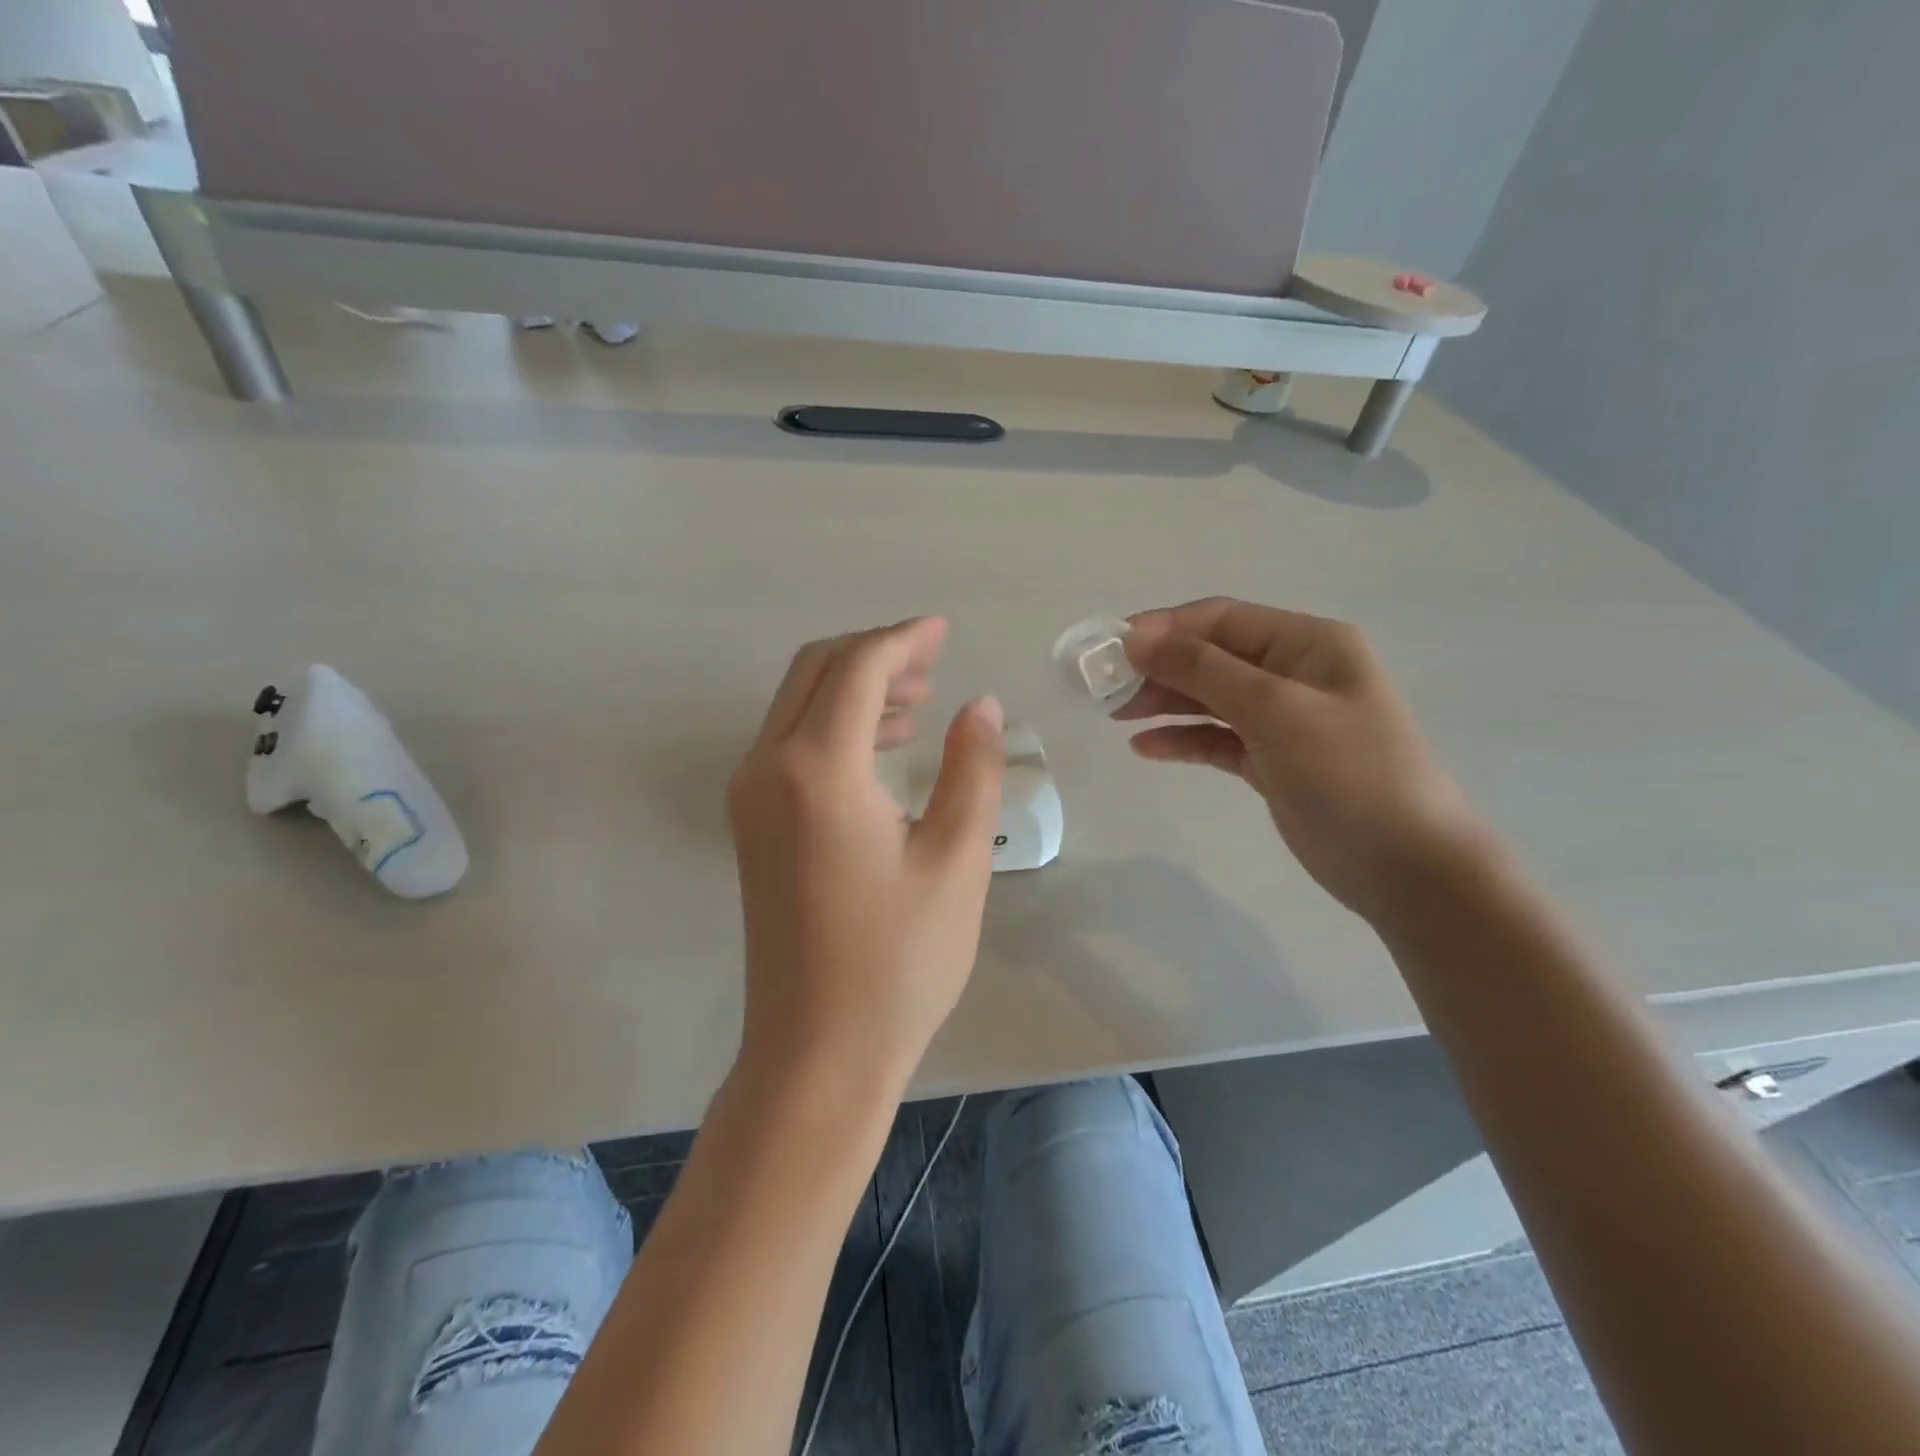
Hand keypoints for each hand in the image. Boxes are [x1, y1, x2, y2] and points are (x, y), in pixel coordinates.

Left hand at [728, 618, 1004, 1094]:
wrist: (816, 1052)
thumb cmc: (899, 962)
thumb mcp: (956, 860)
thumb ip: (971, 770)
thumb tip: (980, 705)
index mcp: (818, 769)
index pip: (858, 668)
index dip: (903, 640)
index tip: (944, 631)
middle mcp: (767, 767)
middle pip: (816, 671)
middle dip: (875, 653)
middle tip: (934, 662)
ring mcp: (749, 797)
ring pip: (797, 704)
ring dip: (854, 686)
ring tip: (918, 701)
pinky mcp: (751, 825)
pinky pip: (788, 743)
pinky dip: (834, 724)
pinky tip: (881, 747)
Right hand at [1120, 598, 1488, 922]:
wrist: (1407, 867)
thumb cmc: (1348, 773)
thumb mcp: (1274, 710)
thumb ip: (1202, 670)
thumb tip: (1136, 637)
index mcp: (1306, 643)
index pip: (1220, 619)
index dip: (1162, 628)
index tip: (1109, 648)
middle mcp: (1293, 672)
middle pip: (1210, 657)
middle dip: (1157, 668)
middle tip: (1103, 688)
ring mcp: (1283, 719)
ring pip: (1209, 698)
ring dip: (1164, 702)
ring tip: (1115, 715)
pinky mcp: (1272, 761)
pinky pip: (1217, 739)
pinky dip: (1183, 739)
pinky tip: (1145, 748)